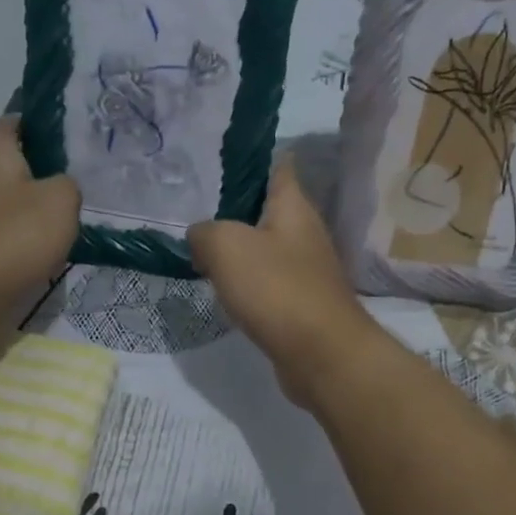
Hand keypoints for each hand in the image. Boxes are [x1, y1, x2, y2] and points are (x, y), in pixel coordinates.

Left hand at [0, 116, 79, 314]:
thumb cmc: (14, 238)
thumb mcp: (60, 201)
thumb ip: (68, 186)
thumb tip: (61, 188)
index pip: (8, 123)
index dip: (31, 122)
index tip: (59, 132)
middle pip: (7, 166)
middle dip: (37, 172)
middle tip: (73, 183)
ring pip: (5, 204)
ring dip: (29, 211)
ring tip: (63, 224)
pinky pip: (1, 236)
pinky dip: (20, 242)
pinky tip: (41, 255)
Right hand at [187, 157, 378, 406]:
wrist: (321, 354)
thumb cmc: (277, 289)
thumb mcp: (226, 247)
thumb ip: (205, 232)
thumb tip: (200, 238)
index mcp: (294, 206)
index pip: (278, 166)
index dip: (251, 159)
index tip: (217, 160)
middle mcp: (305, 233)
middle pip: (268, 210)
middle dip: (235, 209)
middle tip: (194, 211)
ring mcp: (307, 271)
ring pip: (266, 249)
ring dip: (239, 250)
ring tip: (201, 251)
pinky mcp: (302, 305)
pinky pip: (268, 284)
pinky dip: (247, 284)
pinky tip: (224, 291)